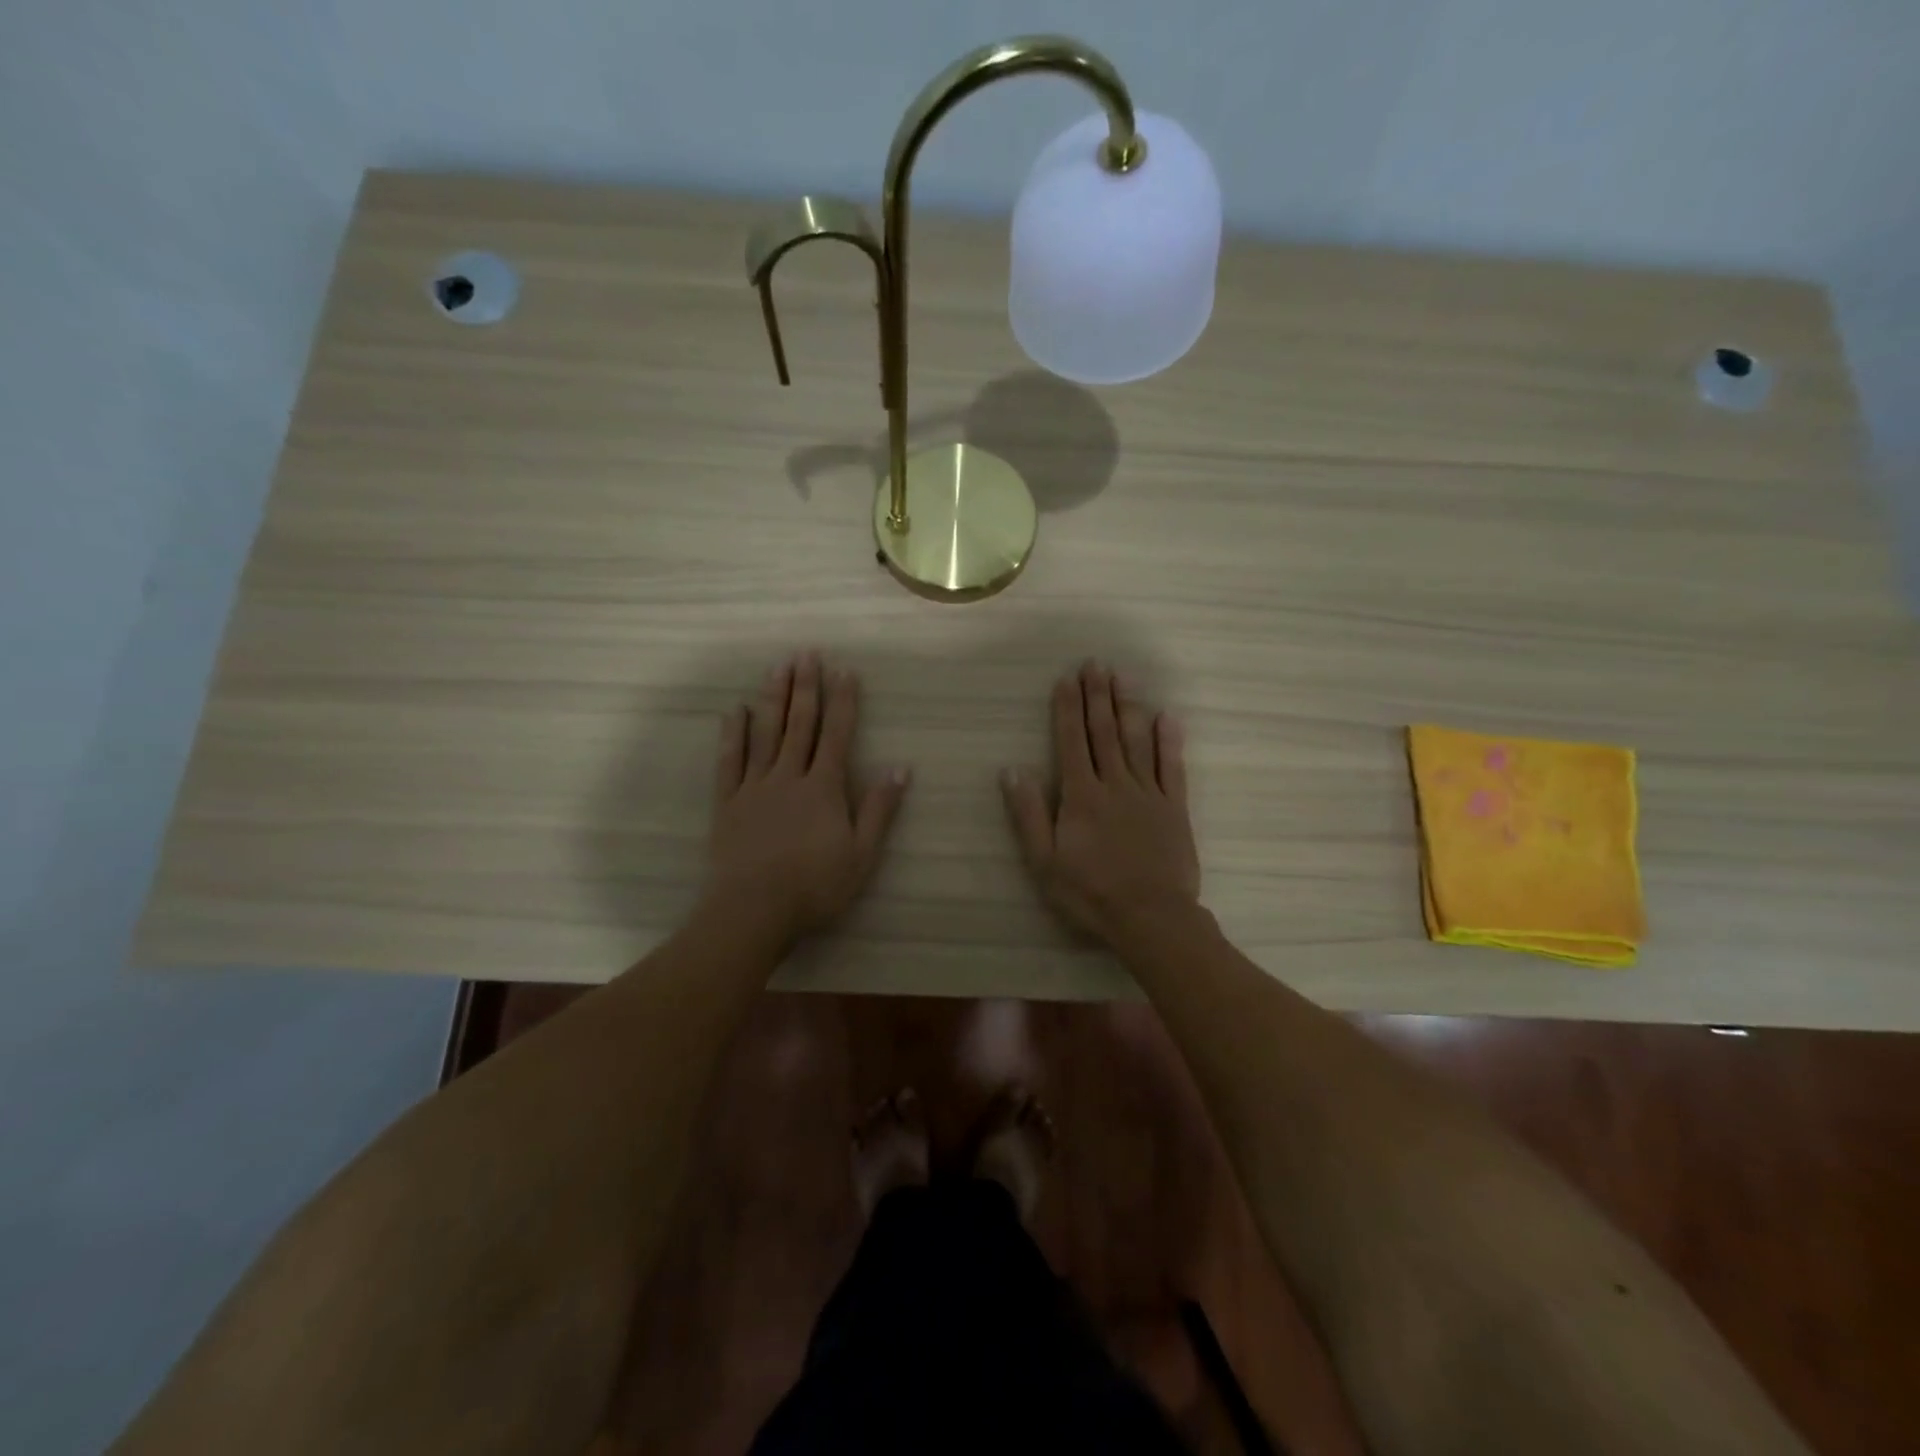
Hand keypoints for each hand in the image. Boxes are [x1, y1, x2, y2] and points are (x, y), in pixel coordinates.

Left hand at [706, 652, 908, 940]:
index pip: (837, 734)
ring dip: (772, 698)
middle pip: (799, 724)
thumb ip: (879, 809)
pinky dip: (733, 734)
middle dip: (806, 687)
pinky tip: (735, 711)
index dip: (843, 701)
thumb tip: (900, 768)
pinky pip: (729, 760)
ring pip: (765, 733)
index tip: (844, 670)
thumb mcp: (861, 854)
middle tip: (807, 653)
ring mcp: (755, 786)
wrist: (754, 910)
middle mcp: (789, 776)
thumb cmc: (815, 886)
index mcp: (824, 787)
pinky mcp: (728, 802)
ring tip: (776, 667)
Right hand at [1000, 661, 1200, 947]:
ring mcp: (1148, 794)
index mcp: (1081, 796)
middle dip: (1097, 696)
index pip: (1071, 742)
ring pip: (1136, 741)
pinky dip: (1169, 741)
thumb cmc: (1090, 893)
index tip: (1066, 679)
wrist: (1151, 917)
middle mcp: (1114, 784)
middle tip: (1096, 664)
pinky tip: (1167, 716)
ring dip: (1128, 707)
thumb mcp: (1045, 861)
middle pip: (1104, 732)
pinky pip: (1172, 767)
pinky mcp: (1174, 808)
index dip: (1067, 709)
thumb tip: (1012, 770)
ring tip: (1122, 678)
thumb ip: (1029, 814)